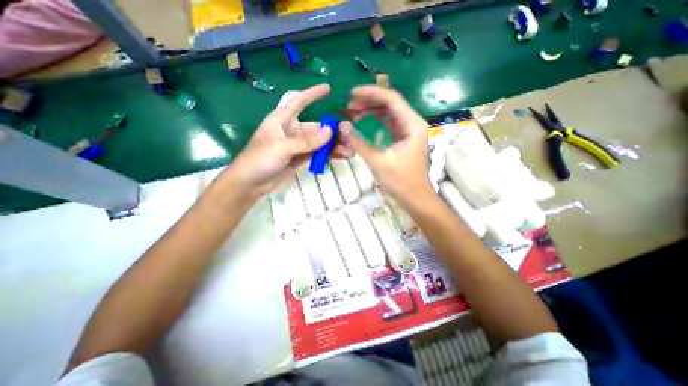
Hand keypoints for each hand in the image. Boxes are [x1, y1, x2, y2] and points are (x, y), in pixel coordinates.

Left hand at [227, 84, 349, 196]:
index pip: (299, 101)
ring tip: (349, 151)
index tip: (328, 88)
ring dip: (334, 146)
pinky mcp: (301, 158)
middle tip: (349, 136)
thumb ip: (307, 141)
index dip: (312, 94)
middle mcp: (292, 130)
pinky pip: (318, 154)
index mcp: (282, 120)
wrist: (251, 183)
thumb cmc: (260, 159)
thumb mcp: (282, 148)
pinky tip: (341, 156)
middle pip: (316, 127)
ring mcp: (298, 146)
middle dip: (333, 131)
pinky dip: (328, 155)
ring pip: (320, 142)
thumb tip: (330, 131)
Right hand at [339, 86, 430, 206]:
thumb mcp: (377, 160)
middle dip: (369, 102)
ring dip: (371, 111)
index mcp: (412, 124)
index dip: (370, 94)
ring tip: (353, 113)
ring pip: (388, 113)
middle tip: (349, 106)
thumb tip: (342, 126)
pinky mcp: (403, 139)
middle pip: (390, 104)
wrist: (415, 197)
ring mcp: (409, 131)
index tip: (351, 94)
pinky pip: (388, 124)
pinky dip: (375, 122)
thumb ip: (358, 142)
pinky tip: (364, 122)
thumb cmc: (400, 180)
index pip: (391, 99)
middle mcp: (412, 123)